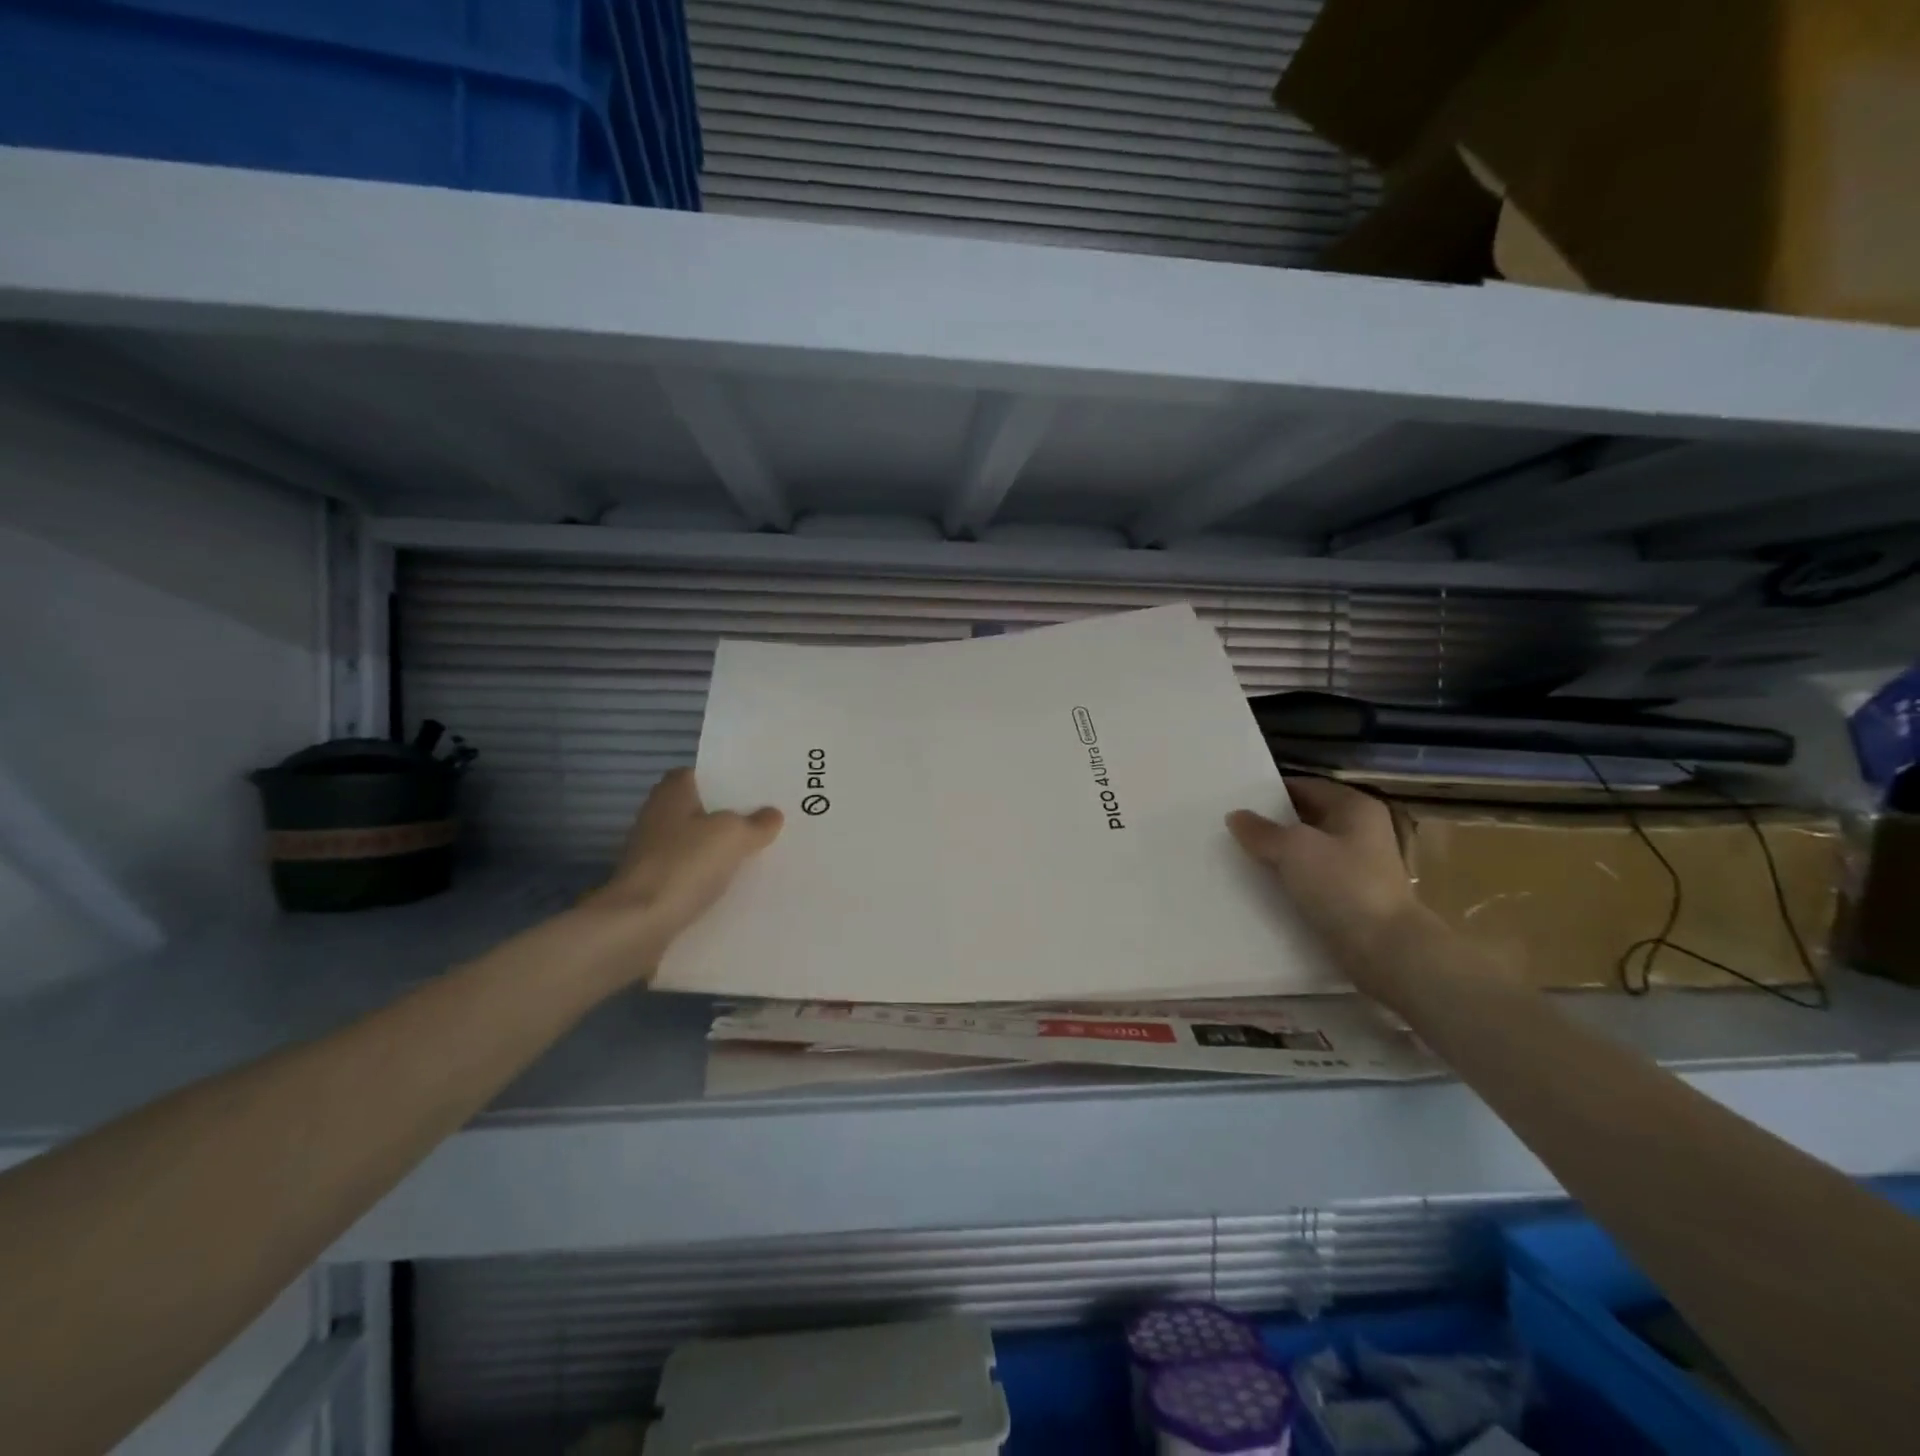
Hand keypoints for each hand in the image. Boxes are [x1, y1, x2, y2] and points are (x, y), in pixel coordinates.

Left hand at [581, 769, 782, 978]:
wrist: (638, 924)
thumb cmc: (685, 864)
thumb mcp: (734, 836)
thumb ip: (757, 823)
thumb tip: (772, 814)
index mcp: (672, 794)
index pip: (698, 775)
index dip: (725, 781)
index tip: (753, 791)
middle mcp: (656, 817)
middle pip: (698, 810)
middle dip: (726, 817)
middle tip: (764, 823)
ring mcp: (650, 853)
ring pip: (693, 844)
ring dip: (717, 850)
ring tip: (755, 856)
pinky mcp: (650, 885)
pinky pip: (687, 874)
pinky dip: (706, 878)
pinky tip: (731, 887)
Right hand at [1227, 777, 1422, 976]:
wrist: (1385, 949)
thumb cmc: (1342, 885)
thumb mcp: (1293, 849)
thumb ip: (1261, 831)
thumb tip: (1236, 816)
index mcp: (1354, 807)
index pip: (1305, 786)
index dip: (1271, 791)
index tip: (1237, 799)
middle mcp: (1360, 831)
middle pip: (1306, 818)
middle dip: (1272, 823)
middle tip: (1232, 827)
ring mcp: (1358, 866)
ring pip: (1307, 851)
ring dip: (1278, 854)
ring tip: (1239, 855)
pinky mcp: (1351, 896)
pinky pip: (1312, 878)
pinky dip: (1290, 879)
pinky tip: (1262, 885)